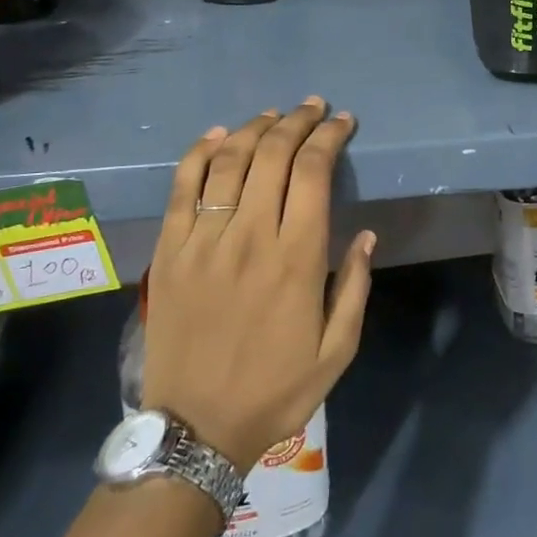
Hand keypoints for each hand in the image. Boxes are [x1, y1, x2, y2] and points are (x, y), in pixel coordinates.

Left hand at [142, 98, 373, 471]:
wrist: (194, 429)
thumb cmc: (275, 390)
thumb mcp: (337, 350)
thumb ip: (356, 286)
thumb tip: (367, 234)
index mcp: (297, 258)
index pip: (314, 172)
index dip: (329, 137)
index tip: (342, 122)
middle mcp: (251, 236)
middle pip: (273, 154)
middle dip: (298, 121)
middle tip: (313, 108)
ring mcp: (203, 240)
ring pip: (229, 160)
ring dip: (255, 127)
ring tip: (274, 115)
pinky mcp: (169, 250)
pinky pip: (183, 186)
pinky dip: (201, 152)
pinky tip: (218, 135)